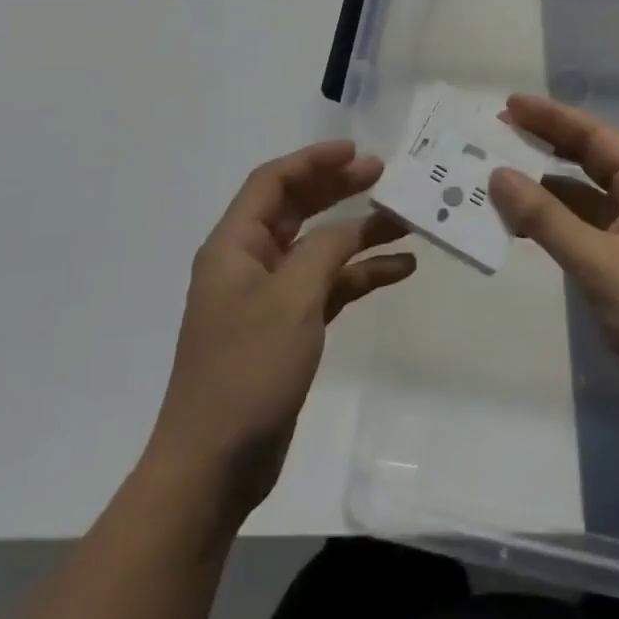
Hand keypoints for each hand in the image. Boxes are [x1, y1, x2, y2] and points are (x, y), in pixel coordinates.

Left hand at [153, 141, 414, 518]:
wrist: (215, 465)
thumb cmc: (247, 370)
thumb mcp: (292, 299)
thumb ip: (326, 250)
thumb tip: (353, 225)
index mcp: (235, 245)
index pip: (273, 182)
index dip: (313, 160)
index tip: (357, 152)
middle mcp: (249, 262)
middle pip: (298, 209)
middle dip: (339, 189)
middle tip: (384, 176)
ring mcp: (269, 297)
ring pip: (318, 248)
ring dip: (357, 233)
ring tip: (404, 220)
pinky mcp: (287, 328)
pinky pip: (328, 286)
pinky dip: (360, 275)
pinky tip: (399, 269)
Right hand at [488, 95, 618, 423]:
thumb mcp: (598, 262)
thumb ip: (545, 218)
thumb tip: (497, 175)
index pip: (593, 135)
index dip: (550, 117)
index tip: (508, 105)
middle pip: (586, 159)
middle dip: (542, 145)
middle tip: (495, 134)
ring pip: (579, 195)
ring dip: (541, 187)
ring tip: (495, 177)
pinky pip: (579, 226)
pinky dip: (550, 221)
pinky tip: (518, 223)